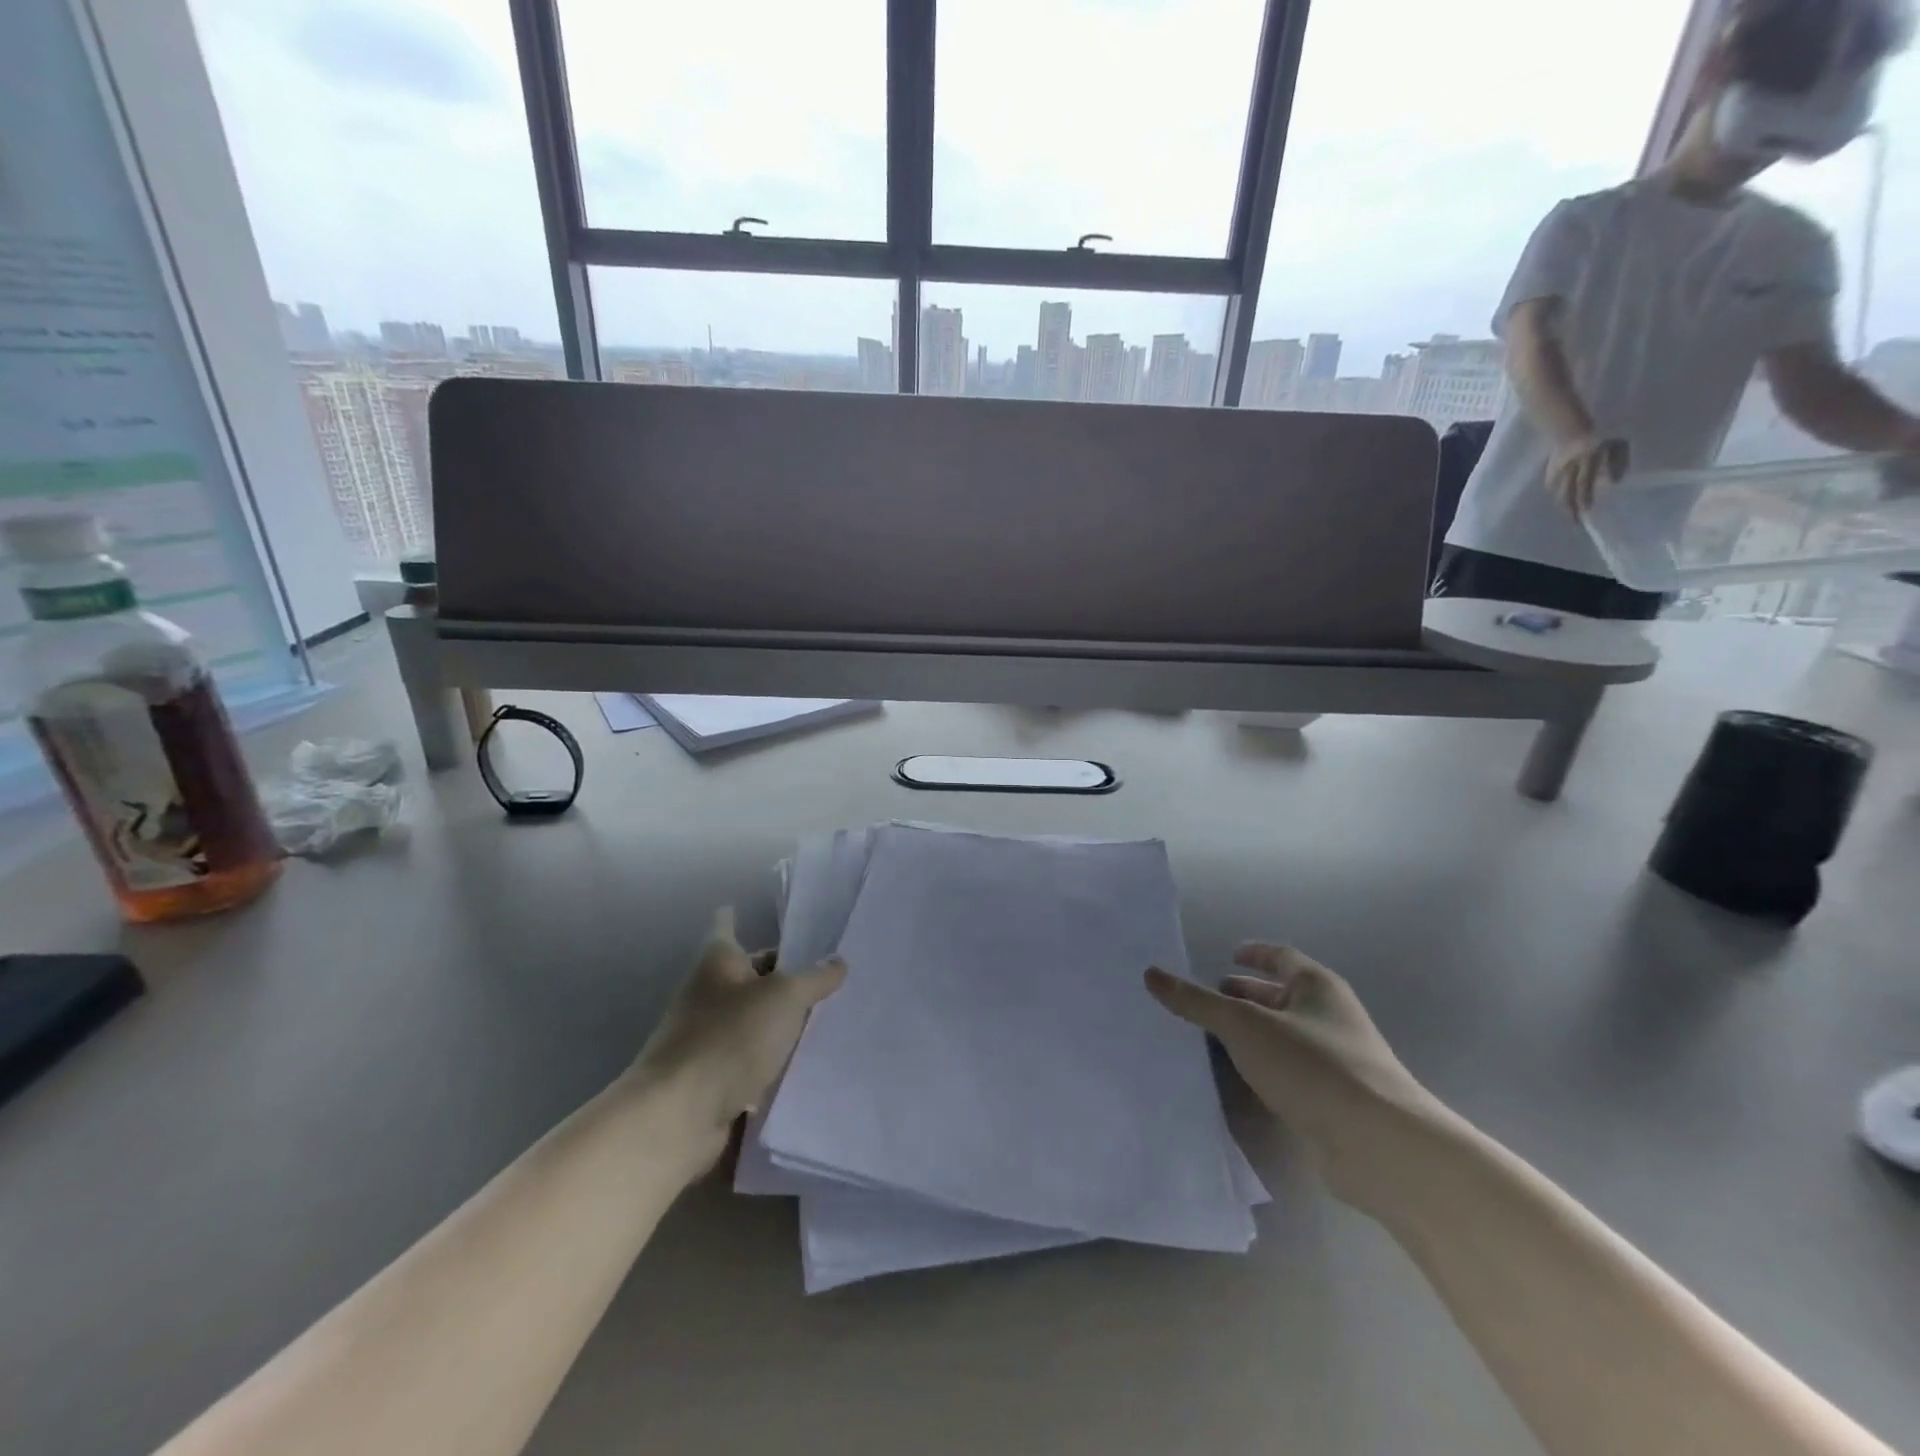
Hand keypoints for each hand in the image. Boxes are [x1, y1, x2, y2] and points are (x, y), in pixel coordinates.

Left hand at [632, 908, 844, 1148]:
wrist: (678, 1116)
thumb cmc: (729, 1037)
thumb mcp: (784, 997)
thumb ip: (815, 978)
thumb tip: (838, 962)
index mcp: (718, 962)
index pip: (727, 927)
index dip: (737, 917)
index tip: (747, 909)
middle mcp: (709, 993)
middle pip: (750, 975)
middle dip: (784, 974)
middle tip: (830, 973)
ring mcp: (709, 1037)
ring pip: (755, 1019)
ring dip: (784, 1021)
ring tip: (832, 1017)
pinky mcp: (715, 1077)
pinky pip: (753, 1058)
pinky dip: (776, 1059)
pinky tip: (810, 1062)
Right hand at [1146, 945, 1440, 1210]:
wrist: (1381, 1147)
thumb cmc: (1313, 1066)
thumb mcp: (1245, 1026)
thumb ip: (1197, 1001)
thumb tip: (1152, 974)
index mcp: (1317, 986)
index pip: (1280, 957)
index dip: (1253, 954)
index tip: (1227, 956)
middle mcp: (1329, 1017)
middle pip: (1280, 997)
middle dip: (1244, 997)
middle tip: (1205, 1001)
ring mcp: (1335, 1061)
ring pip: (1282, 1036)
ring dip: (1250, 1035)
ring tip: (1209, 1039)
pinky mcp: (1334, 1101)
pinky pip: (1288, 1072)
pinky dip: (1262, 1068)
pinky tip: (1237, 1080)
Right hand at [1546, 434, 1628, 515]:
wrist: (1569, 426)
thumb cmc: (1601, 433)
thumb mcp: (1617, 443)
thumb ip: (1618, 461)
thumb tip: (1614, 482)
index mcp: (1587, 459)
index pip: (1584, 482)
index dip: (1585, 496)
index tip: (1587, 510)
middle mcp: (1570, 467)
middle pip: (1567, 491)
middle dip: (1570, 508)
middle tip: (1574, 523)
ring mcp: (1557, 469)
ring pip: (1558, 490)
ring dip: (1564, 502)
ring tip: (1570, 512)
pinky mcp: (1550, 470)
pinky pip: (1552, 484)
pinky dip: (1557, 492)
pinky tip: (1561, 496)